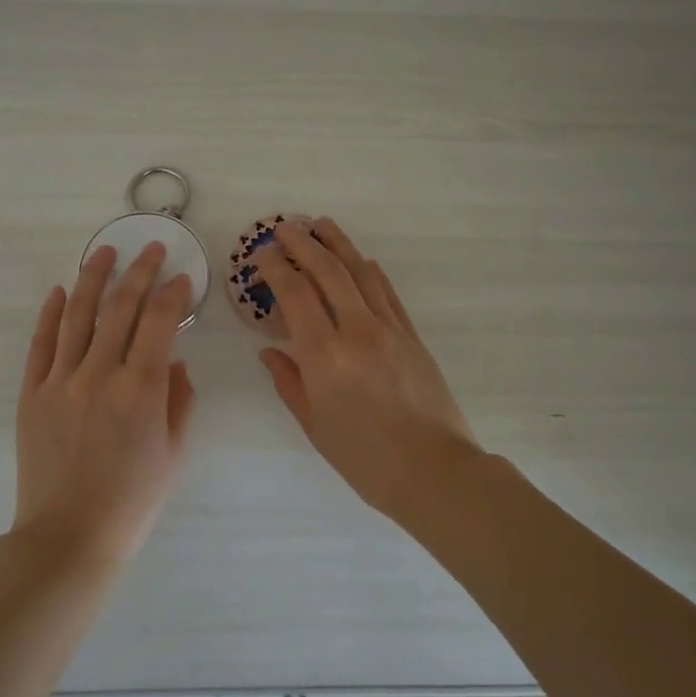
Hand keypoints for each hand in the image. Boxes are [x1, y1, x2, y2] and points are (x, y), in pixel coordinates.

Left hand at [13, 242, 196, 565]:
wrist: (68, 536)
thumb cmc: (131, 502)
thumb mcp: (172, 454)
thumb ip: (179, 401)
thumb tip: (175, 362)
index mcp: (140, 390)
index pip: (159, 322)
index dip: (173, 293)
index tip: (181, 277)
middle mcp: (99, 374)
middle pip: (120, 308)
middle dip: (138, 271)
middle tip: (149, 248)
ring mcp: (60, 381)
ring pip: (77, 315)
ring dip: (92, 278)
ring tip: (103, 252)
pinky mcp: (31, 394)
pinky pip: (40, 344)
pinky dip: (50, 314)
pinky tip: (59, 292)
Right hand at [256, 218, 479, 517]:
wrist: (434, 471)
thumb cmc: (364, 458)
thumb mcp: (314, 425)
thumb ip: (289, 382)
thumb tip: (270, 351)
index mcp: (324, 355)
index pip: (294, 293)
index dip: (275, 267)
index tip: (261, 253)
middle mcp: (356, 330)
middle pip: (327, 271)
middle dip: (303, 243)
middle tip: (285, 226)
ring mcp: (389, 329)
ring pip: (360, 272)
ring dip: (338, 244)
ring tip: (321, 225)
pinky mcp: (412, 335)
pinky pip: (387, 292)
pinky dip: (370, 271)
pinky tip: (361, 260)